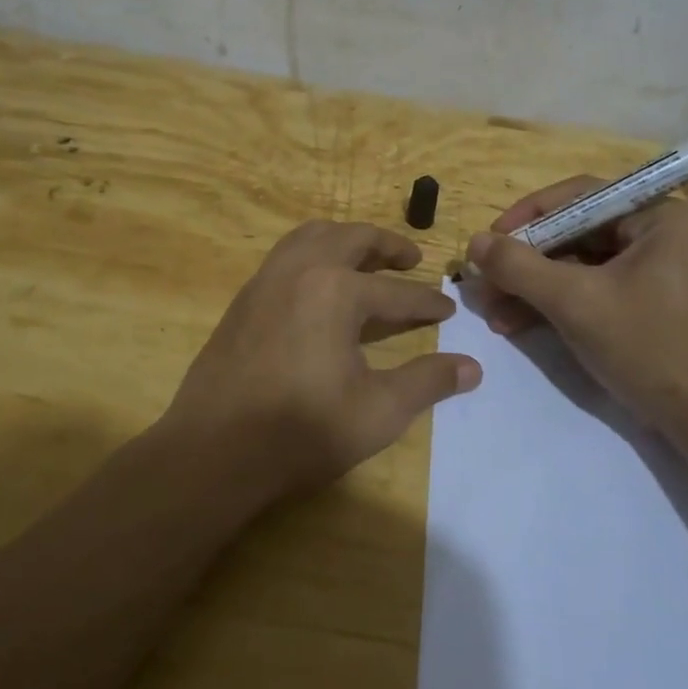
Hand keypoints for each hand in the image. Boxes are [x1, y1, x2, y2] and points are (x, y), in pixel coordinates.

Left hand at [161, 220, 481, 498]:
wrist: (215, 451)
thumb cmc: (303, 431)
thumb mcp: (379, 412)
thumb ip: (428, 382)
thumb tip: (472, 367)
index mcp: (336, 291)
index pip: (397, 292)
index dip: (427, 302)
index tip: (448, 308)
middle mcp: (300, 270)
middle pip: (352, 239)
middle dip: (387, 245)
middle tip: (412, 259)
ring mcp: (266, 280)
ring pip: (311, 237)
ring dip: (345, 240)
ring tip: (366, 259)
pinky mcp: (243, 299)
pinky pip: (284, 256)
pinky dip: (312, 254)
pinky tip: (319, 286)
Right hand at [467, 181, 687, 432]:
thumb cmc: (646, 345)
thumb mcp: (575, 301)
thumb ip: (520, 267)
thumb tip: (474, 242)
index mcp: (658, 217)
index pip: (580, 197)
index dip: (529, 215)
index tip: (491, 239)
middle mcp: (657, 235)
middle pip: (574, 232)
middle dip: (525, 261)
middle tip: (484, 279)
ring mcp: (650, 271)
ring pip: (576, 265)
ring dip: (530, 286)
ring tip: (490, 309)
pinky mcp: (641, 303)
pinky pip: (588, 289)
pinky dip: (552, 304)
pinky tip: (513, 323)